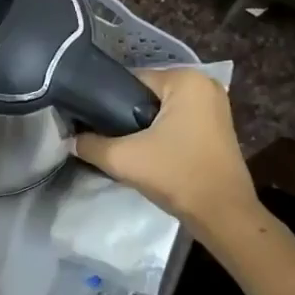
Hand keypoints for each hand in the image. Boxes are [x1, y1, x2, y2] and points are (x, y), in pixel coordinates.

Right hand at [73, 68, 257, 229]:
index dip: (107, 102)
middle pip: (147, 94)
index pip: (131, 81)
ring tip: (124, 148)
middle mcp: (204, 84)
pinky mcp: (218, 127)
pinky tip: (148, 153)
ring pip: (162, 110)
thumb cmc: (177, 175)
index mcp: (185, 79)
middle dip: (126, 115)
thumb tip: (71, 139)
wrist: (223, 215)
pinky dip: (162, 133)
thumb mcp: (123, 158)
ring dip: (143, 126)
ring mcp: (215, 105)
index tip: (92, 124)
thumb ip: (90, 144)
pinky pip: (178, 121)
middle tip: (107, 139)